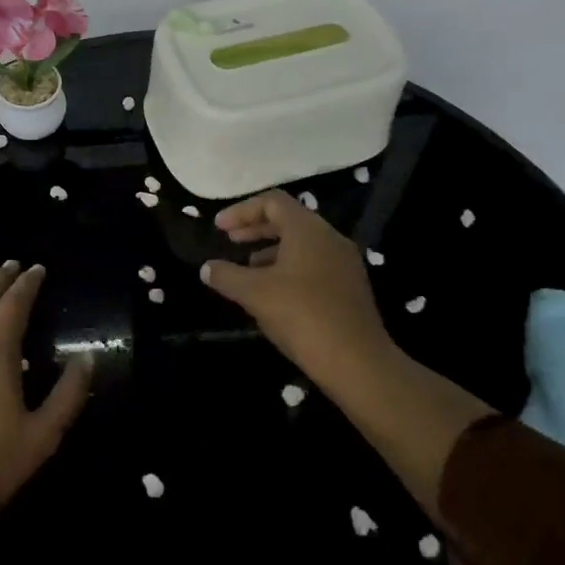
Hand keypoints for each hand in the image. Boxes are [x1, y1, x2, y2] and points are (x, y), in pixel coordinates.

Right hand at [199, 190, 398, 397]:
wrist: (357, 362)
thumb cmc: (302, 316)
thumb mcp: (254, 293)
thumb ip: (226, 275)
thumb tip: (207, 268)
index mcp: (308, 229)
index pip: (272, 202)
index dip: (241, 211)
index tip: (219, 228)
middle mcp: (330, 238)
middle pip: (288, 220)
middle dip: (255, 229)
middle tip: (229, 241)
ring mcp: (344, 263)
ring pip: (301, 244)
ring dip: (270, 250)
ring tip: (247, 271)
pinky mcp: (350, 287)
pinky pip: (314, 264)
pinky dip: (288, 268)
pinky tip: (273, 294)